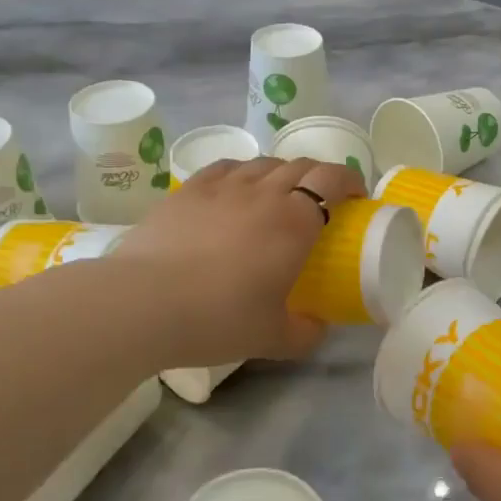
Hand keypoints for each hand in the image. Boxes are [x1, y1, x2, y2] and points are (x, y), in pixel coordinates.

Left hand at [109, 156, 365, 366]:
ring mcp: (222, 186)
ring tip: (277, 194)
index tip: (355, 196)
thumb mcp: (273, 338)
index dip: (349, 180)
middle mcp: (263, 192)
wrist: (144, 303)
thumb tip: (317, 328)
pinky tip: (234, 190)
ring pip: (262, 163)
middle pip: (300, 165)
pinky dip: (242, 173)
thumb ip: (305, 332)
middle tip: (321, 200)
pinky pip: (225, 168)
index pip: (331, 179)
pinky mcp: (188, 190)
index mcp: (294, 221)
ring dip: (280, 172)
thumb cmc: (219, 318)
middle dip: (318, 176)